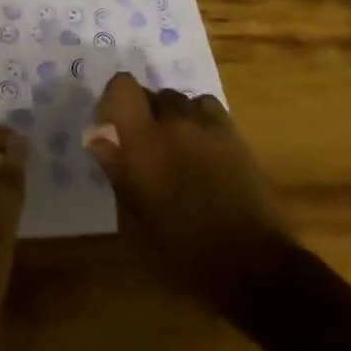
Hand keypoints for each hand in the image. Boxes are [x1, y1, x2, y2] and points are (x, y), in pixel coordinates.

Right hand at [86, 74, 293, 307]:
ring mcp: (205, 124)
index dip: (114, 99)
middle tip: (144, 146)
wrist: (252, 263)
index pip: (122, 86)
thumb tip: (98, 138)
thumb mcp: (137, 221)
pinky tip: (199, 143)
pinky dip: (196, 117)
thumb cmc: (185, 251)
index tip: (112, 127)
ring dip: (168, 116)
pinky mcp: (231, 131)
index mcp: (143, 144)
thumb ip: (117, 170)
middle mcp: (173, 123)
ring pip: (176, 98)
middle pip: (149, 93)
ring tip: (174, 147)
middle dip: (141, 113)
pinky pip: (204, 105)